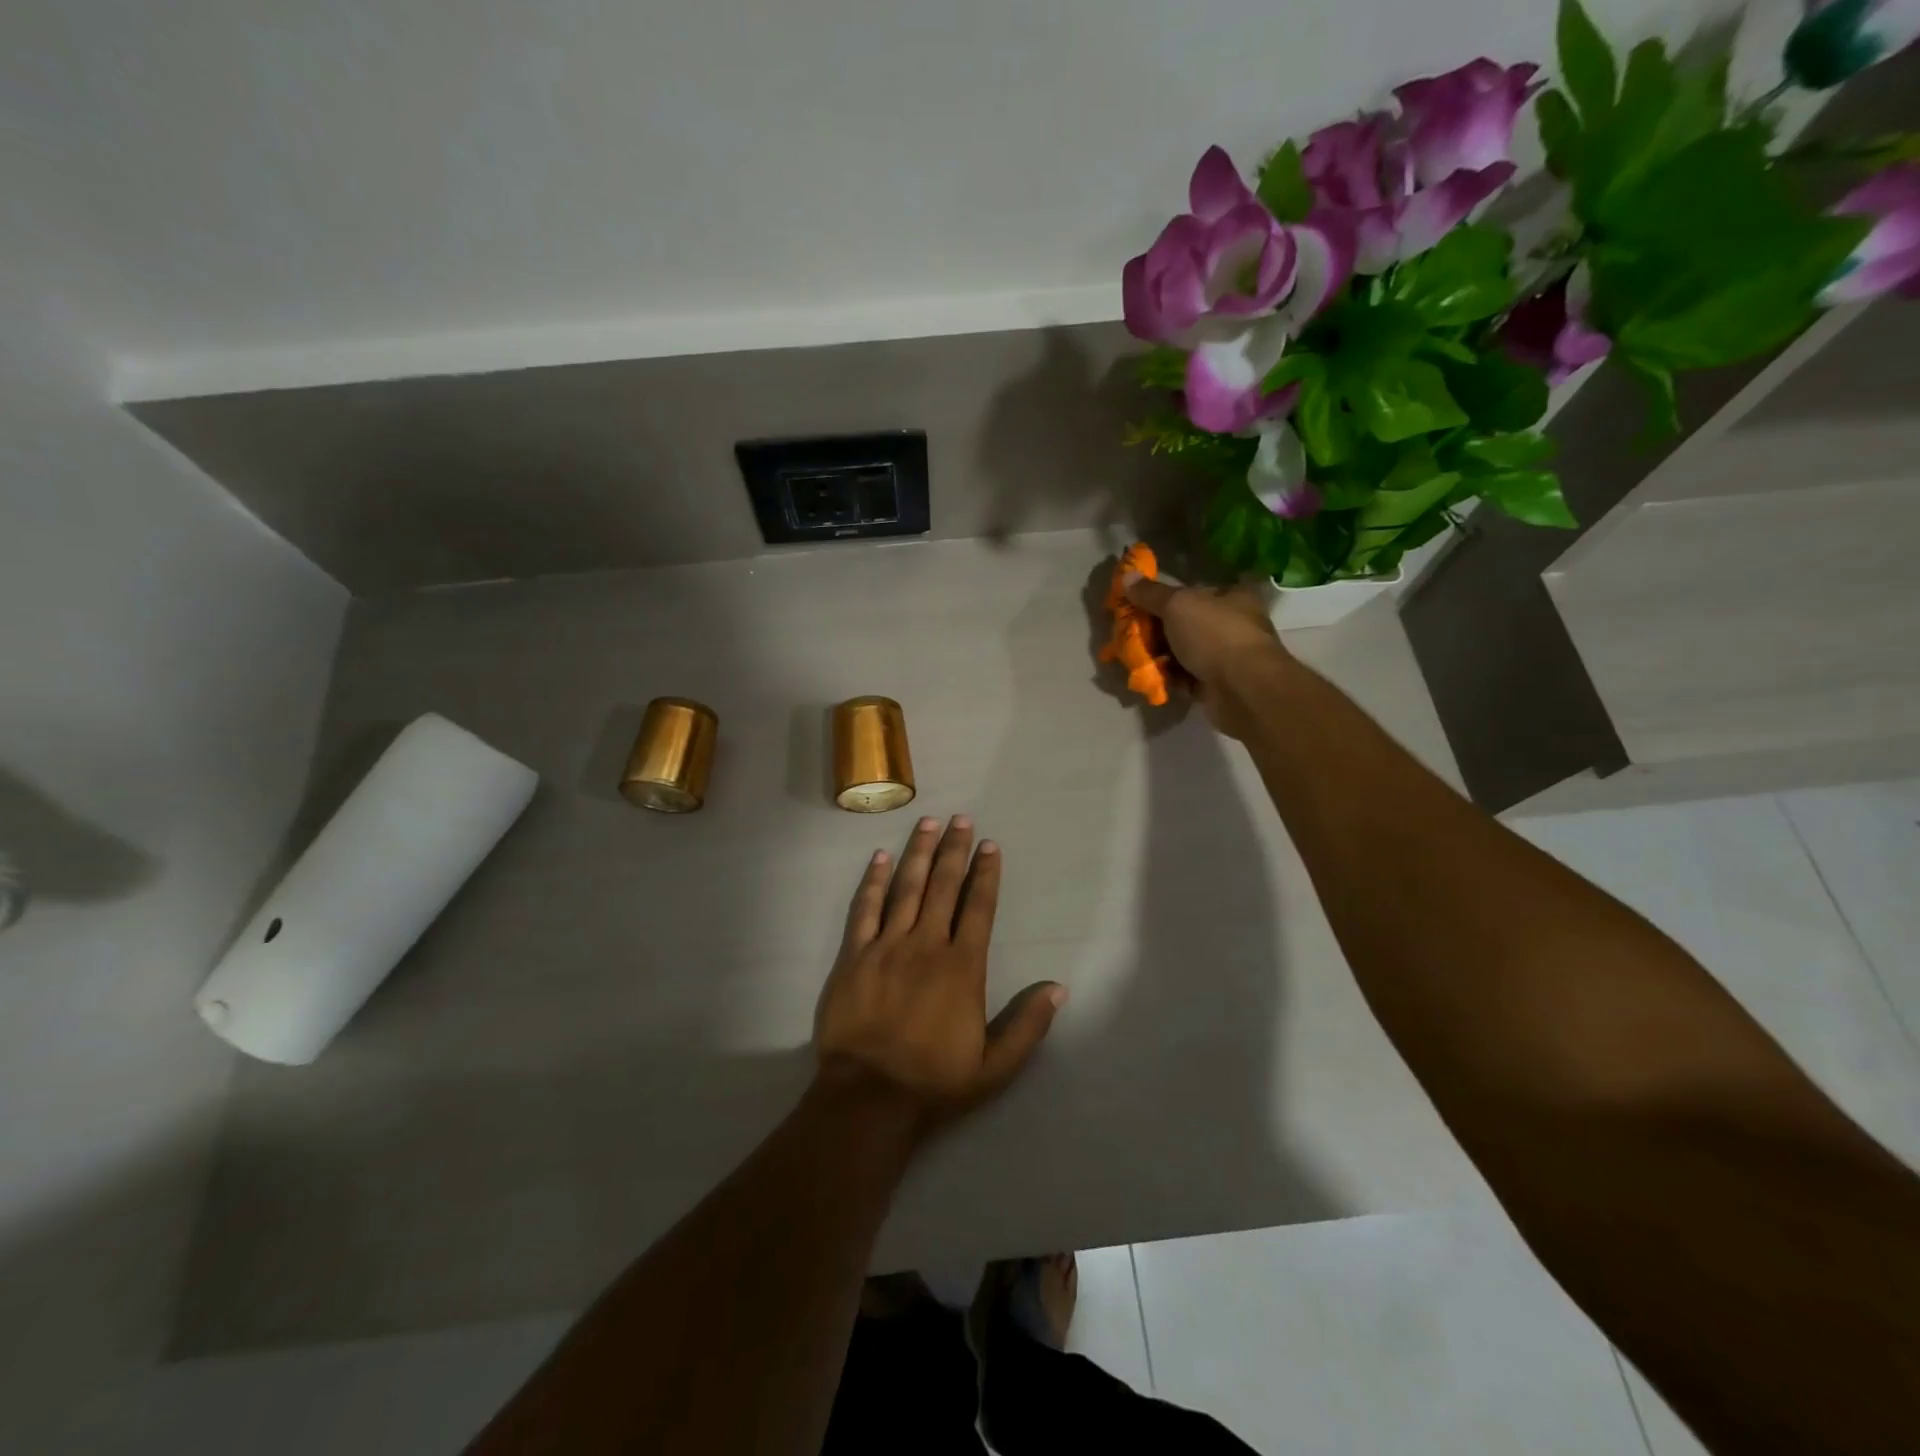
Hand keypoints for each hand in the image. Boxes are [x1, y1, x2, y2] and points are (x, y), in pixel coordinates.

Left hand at [814, 815, 1065, 1132]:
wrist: (868, 1097)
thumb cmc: (935, 1081)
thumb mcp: (995, 1066)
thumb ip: (1028, 1025)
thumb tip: (1059, 988)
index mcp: (963, 967)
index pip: (979, 908)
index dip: (986, 874)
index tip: (989, 845)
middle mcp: (927, 946)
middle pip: (944, 887)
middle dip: (954, 850)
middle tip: (960, 819)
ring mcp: (887, 947)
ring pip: (906, 888)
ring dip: (918, 853)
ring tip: (927, 823)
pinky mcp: (854, 956)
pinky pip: (864, 909)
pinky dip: (873, 881)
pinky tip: (880, 858)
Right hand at [1123, 574, 1289, 738]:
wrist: (1242, 688)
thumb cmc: (1214, 635)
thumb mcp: (1177, 605)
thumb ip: (1150, 593)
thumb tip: (1126, 575)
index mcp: (1233, 596)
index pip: (1197, 590)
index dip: (1168, 596)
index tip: (1142, 604)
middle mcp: (1234, 624)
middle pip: (1188, 622)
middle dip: (1159, 629)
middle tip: (1133, 632)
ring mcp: (1228, 656)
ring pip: (1185, 652)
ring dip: (1161, 656)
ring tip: (1137, 657)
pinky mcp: (1219, 684)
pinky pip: (1187, 677)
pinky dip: (1170, 677)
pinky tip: (1152, 677)